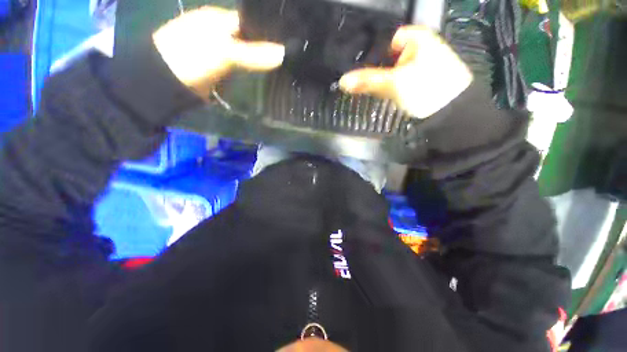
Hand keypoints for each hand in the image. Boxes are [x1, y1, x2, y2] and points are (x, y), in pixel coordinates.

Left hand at [152, 6, 284, 96]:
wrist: (166, 81)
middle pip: (249, 39)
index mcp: (220, 19)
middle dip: (265, 49)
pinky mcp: (219, 68)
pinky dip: (250, 73)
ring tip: (279, 70)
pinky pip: (240, 68)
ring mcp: (219, 51)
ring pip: (246, 55)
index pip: (251, 22)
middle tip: (285, 60)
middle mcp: (220, 32)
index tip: (286, 45)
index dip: (268, 32)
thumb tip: (283, 54)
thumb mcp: (224, 52)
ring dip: (259, 63)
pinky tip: (262, 78)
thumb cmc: (192, 57)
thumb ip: (253, 53)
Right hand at [339, 26, 471, 118]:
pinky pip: (402, 77)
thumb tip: (343, 81)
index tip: (365, 68)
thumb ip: (367, 81)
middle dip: (379, 68)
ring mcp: (424, 63)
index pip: (388, 40)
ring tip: (379, 88)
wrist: (451, 111)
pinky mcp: (423, 78)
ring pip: (396, 67)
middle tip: (367, 81)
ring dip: (385, 77)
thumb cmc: (425, 90)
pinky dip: (394, 84)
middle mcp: (422, 46)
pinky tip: (390, 92)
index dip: (374, 52)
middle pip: (391, 55)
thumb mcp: (393, 84)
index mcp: (418, 37)